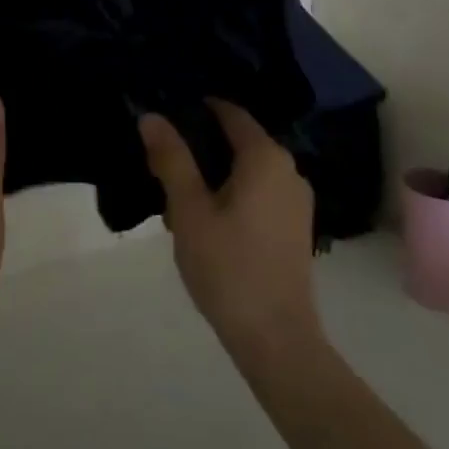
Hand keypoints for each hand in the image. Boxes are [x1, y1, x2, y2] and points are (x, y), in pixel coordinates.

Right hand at [140, 100, 322, 364]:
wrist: (277, 340)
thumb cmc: (229, 267)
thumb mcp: (189, 210)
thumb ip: (171, 158)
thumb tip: (151, 116)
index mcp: (265, 157)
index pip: (230, 113)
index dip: (198, 108)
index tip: (167, 112)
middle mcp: (288, 169)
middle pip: (240, 140)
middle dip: (202, 144)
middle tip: (163, 156)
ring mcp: (297, 200)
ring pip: (249, 169)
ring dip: (216, 173)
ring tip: (178, 190)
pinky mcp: (296, 227)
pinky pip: (260, 192)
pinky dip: (234, 192)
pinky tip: (208, 217)